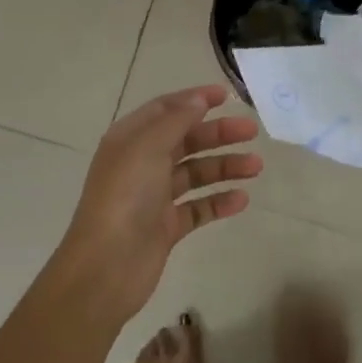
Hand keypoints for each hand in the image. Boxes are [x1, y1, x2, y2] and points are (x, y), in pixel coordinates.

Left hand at [53, 86, 261, 327]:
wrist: (106, 267)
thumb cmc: (125, 196)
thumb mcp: (148, 147)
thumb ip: (176, 120)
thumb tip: (198, 99)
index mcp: (131, 139)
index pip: (166, 109)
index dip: (195, 99)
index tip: (227, 96)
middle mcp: (142, 163)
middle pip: (186, 140)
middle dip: (218, 134)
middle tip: (251, 131)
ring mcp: (154, 196)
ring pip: (196, 173)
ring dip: (225, 166)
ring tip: (256, 167)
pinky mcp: (166, 227)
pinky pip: (198, 207)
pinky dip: (219, 201)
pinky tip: (242, 199)